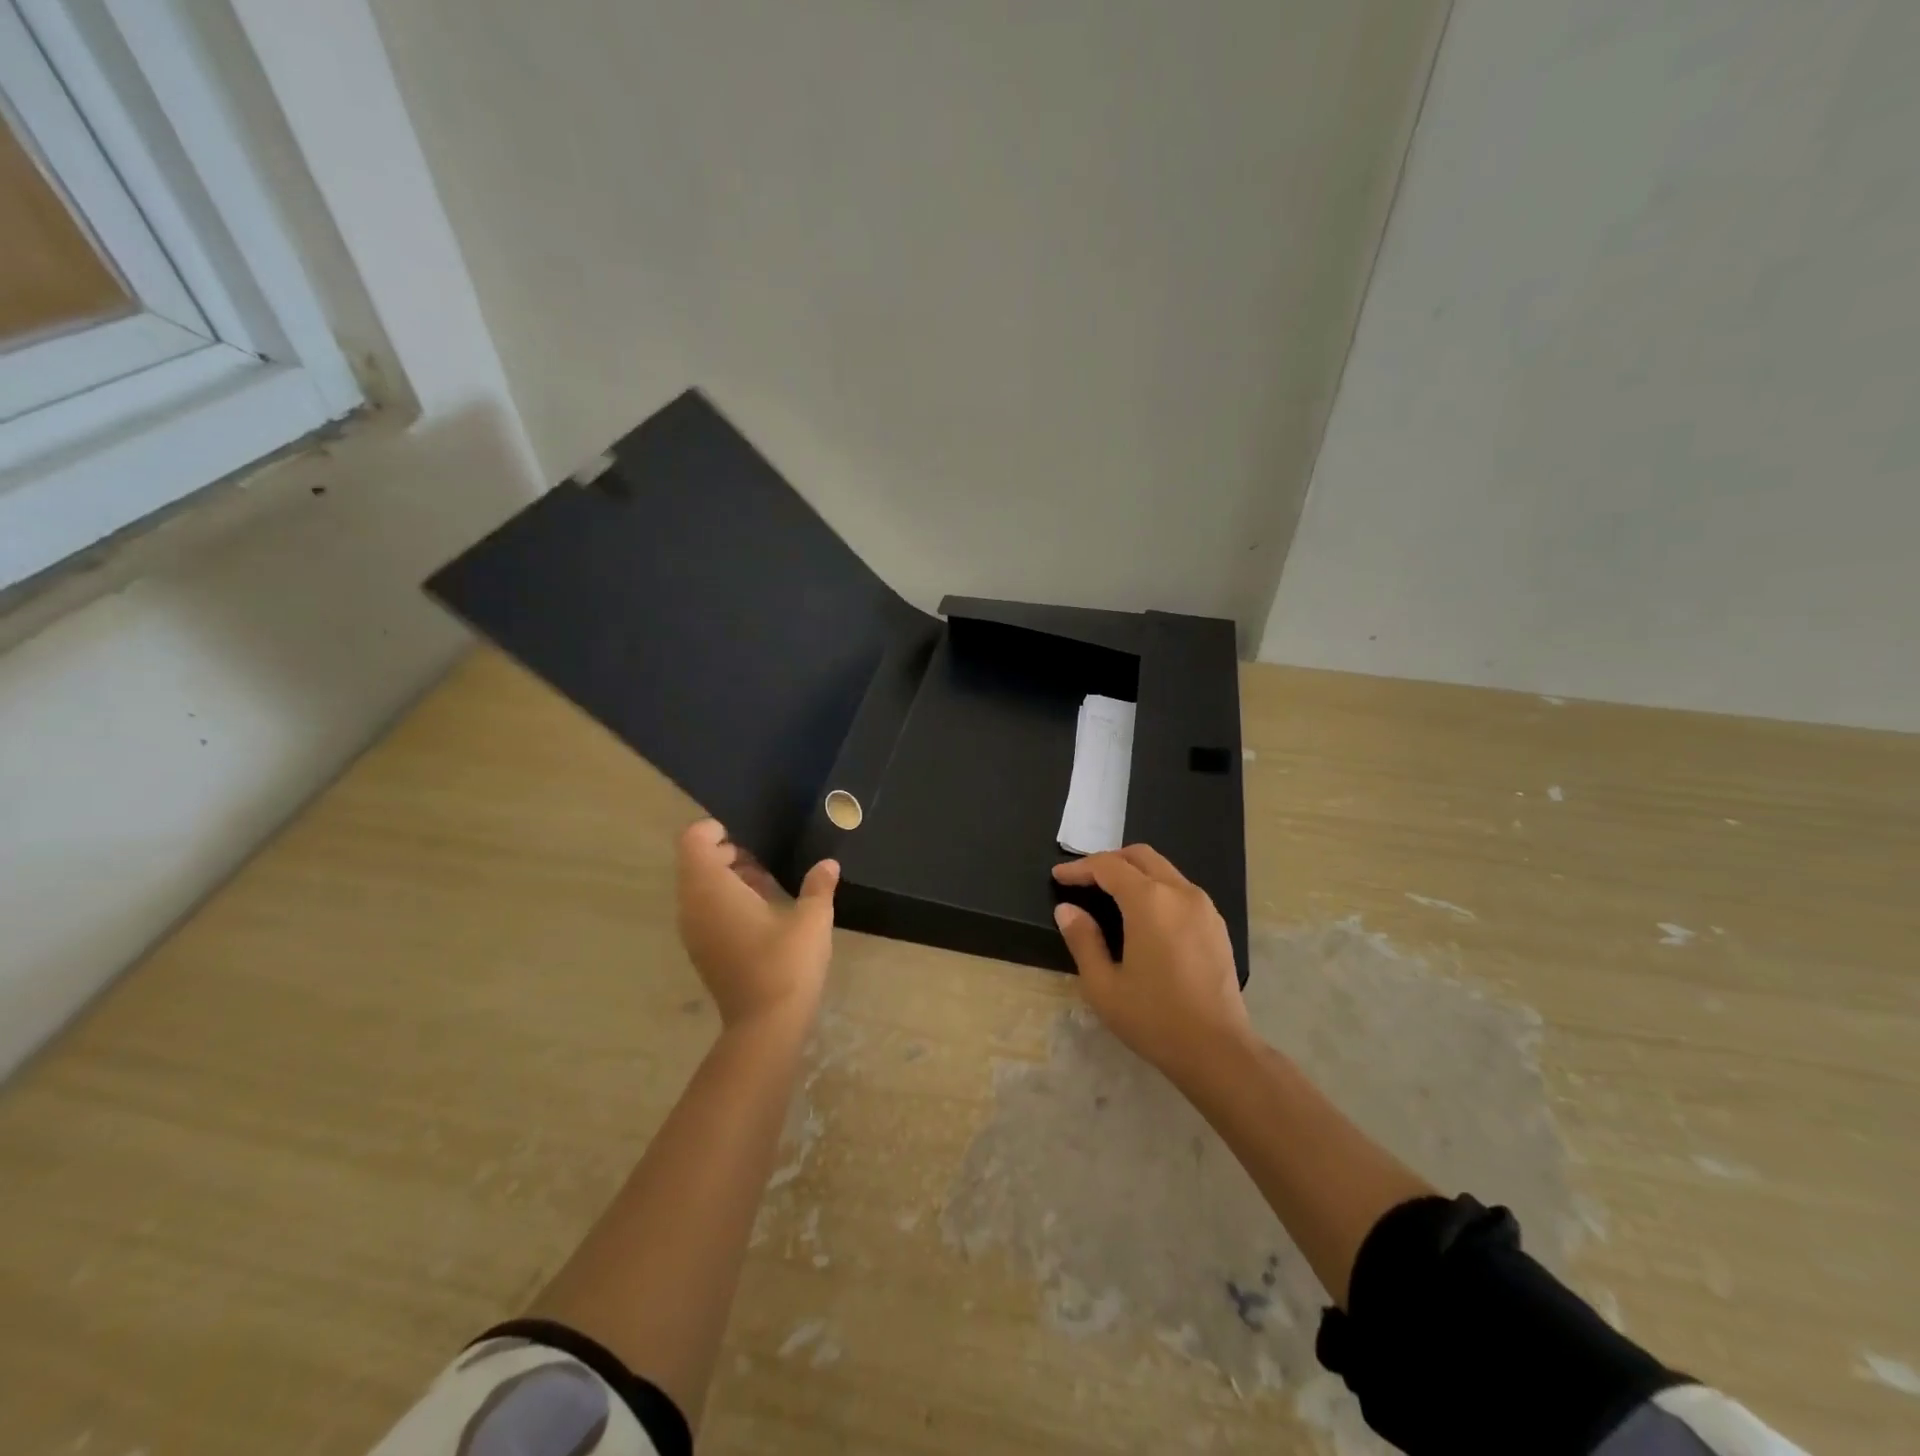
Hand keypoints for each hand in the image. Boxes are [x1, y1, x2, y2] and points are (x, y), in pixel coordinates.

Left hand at [675, 819, 838, 1030]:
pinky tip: (761, 910)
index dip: (715, 829)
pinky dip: (724, 900)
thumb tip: (828, 864)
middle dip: (725, 852)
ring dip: (726, 877)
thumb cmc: (787, 962)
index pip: (693, 841)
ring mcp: (693, 931)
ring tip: (766, 881)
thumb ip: (818, 885)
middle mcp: (693, 906)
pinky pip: (703, 910)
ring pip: (698, 888)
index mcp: (712, 888)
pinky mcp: (701, 951)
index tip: (749, 834)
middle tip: (763, 856)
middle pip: (694, 862)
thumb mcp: (812, 918)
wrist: (766, 1026)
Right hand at [1051, 845, 1253, 1085]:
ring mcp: (1204, 906)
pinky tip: (1144, 916)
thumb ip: (1082, 940)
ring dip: (1134, 873)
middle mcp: (1180, 892)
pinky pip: (1180, 890)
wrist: (1217, 1050)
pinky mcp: (1217, 924)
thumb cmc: (1154, 1018)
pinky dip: (1156, 888)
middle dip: (1109, 861)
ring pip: (1164, 870)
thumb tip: (1066, 909)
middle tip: (1083, 880)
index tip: (1058, 877)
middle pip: (1140, 856)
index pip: (1109, 866)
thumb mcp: (1103, 985)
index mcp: (1150, 901)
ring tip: (1110, 895)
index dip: (1080, 868)